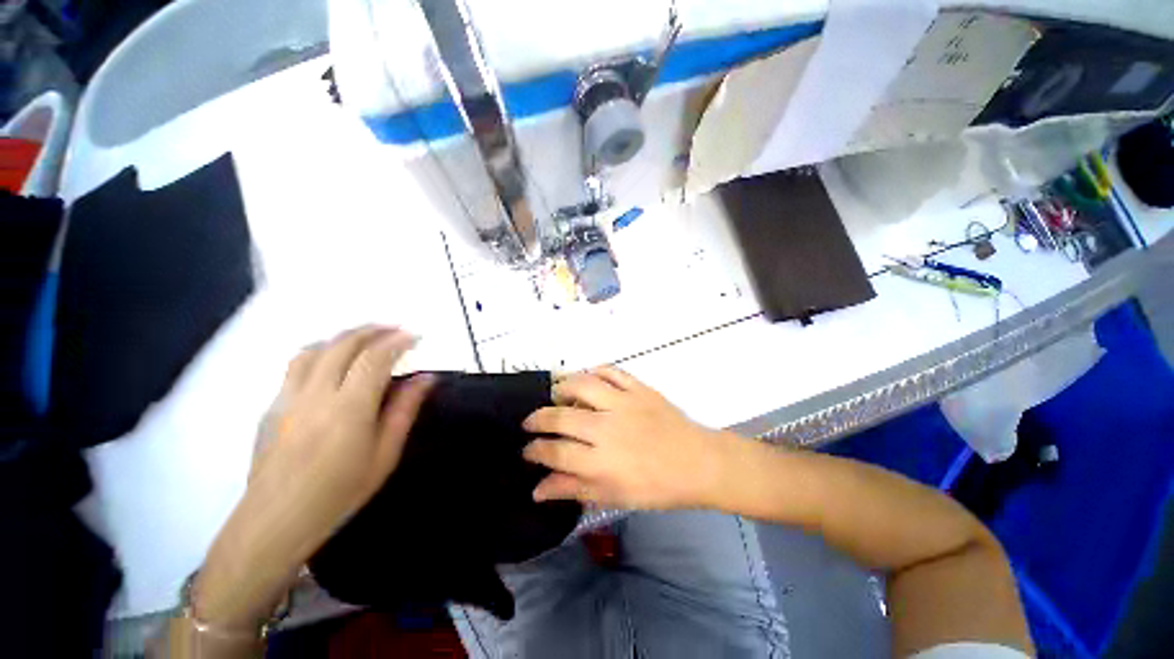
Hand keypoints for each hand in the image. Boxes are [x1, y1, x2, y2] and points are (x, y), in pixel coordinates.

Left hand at [248, 326, 434, 530]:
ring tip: (364, 339)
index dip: (397, 341)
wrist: (276, 520)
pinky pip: (296, 365)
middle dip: (372, 330)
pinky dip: (320, 352)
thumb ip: (404, 410)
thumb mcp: (385, 455)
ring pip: (314, 349)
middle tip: (394, 329)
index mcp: (349, 408)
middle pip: (343, 344)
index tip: (414, 337)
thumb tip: (425, 378)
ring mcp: (287, 397)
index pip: (375, 358)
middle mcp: (316, 394)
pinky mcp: (271, 406)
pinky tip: (332, 363)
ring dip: (343, 337)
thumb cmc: (340, 492)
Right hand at [521, 366, 729, 509]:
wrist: (698, 462)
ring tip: (555, 395)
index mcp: (601, 462)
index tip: (527, 450)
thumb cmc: (656, 487)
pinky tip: (588, 378)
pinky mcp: (639, 388)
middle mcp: (607, 428)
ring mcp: (623, 403)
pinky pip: (611, 371)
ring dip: (561, 388)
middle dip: (537, 419)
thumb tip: (537, 489)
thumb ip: (573, 489)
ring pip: (582, 385)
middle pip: (560, 417)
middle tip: (531, 422)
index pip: (554, 451)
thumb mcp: (613, 496)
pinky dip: (595, 370)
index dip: (534, 450)